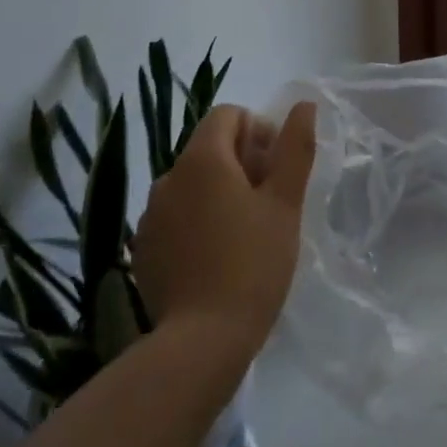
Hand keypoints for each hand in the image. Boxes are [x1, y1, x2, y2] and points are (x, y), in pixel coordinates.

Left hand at [132, 101, 316, 362]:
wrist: (201, 341)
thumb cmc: (253, 263)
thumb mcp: (285, 203)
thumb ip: (295, 148)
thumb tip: (304, 105)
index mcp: (202, 159)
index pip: (228, 115)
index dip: (259, 131)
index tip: (277, 170)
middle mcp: (168, 177)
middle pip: (209, 148)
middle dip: (242, 163)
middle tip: (270, 203)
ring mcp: (150, 215)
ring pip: (192, 184)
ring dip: (219, 192)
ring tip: (246, 232)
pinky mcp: (143, 248)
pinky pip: (176, 216)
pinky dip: (198, 221)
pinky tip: (217, 257)